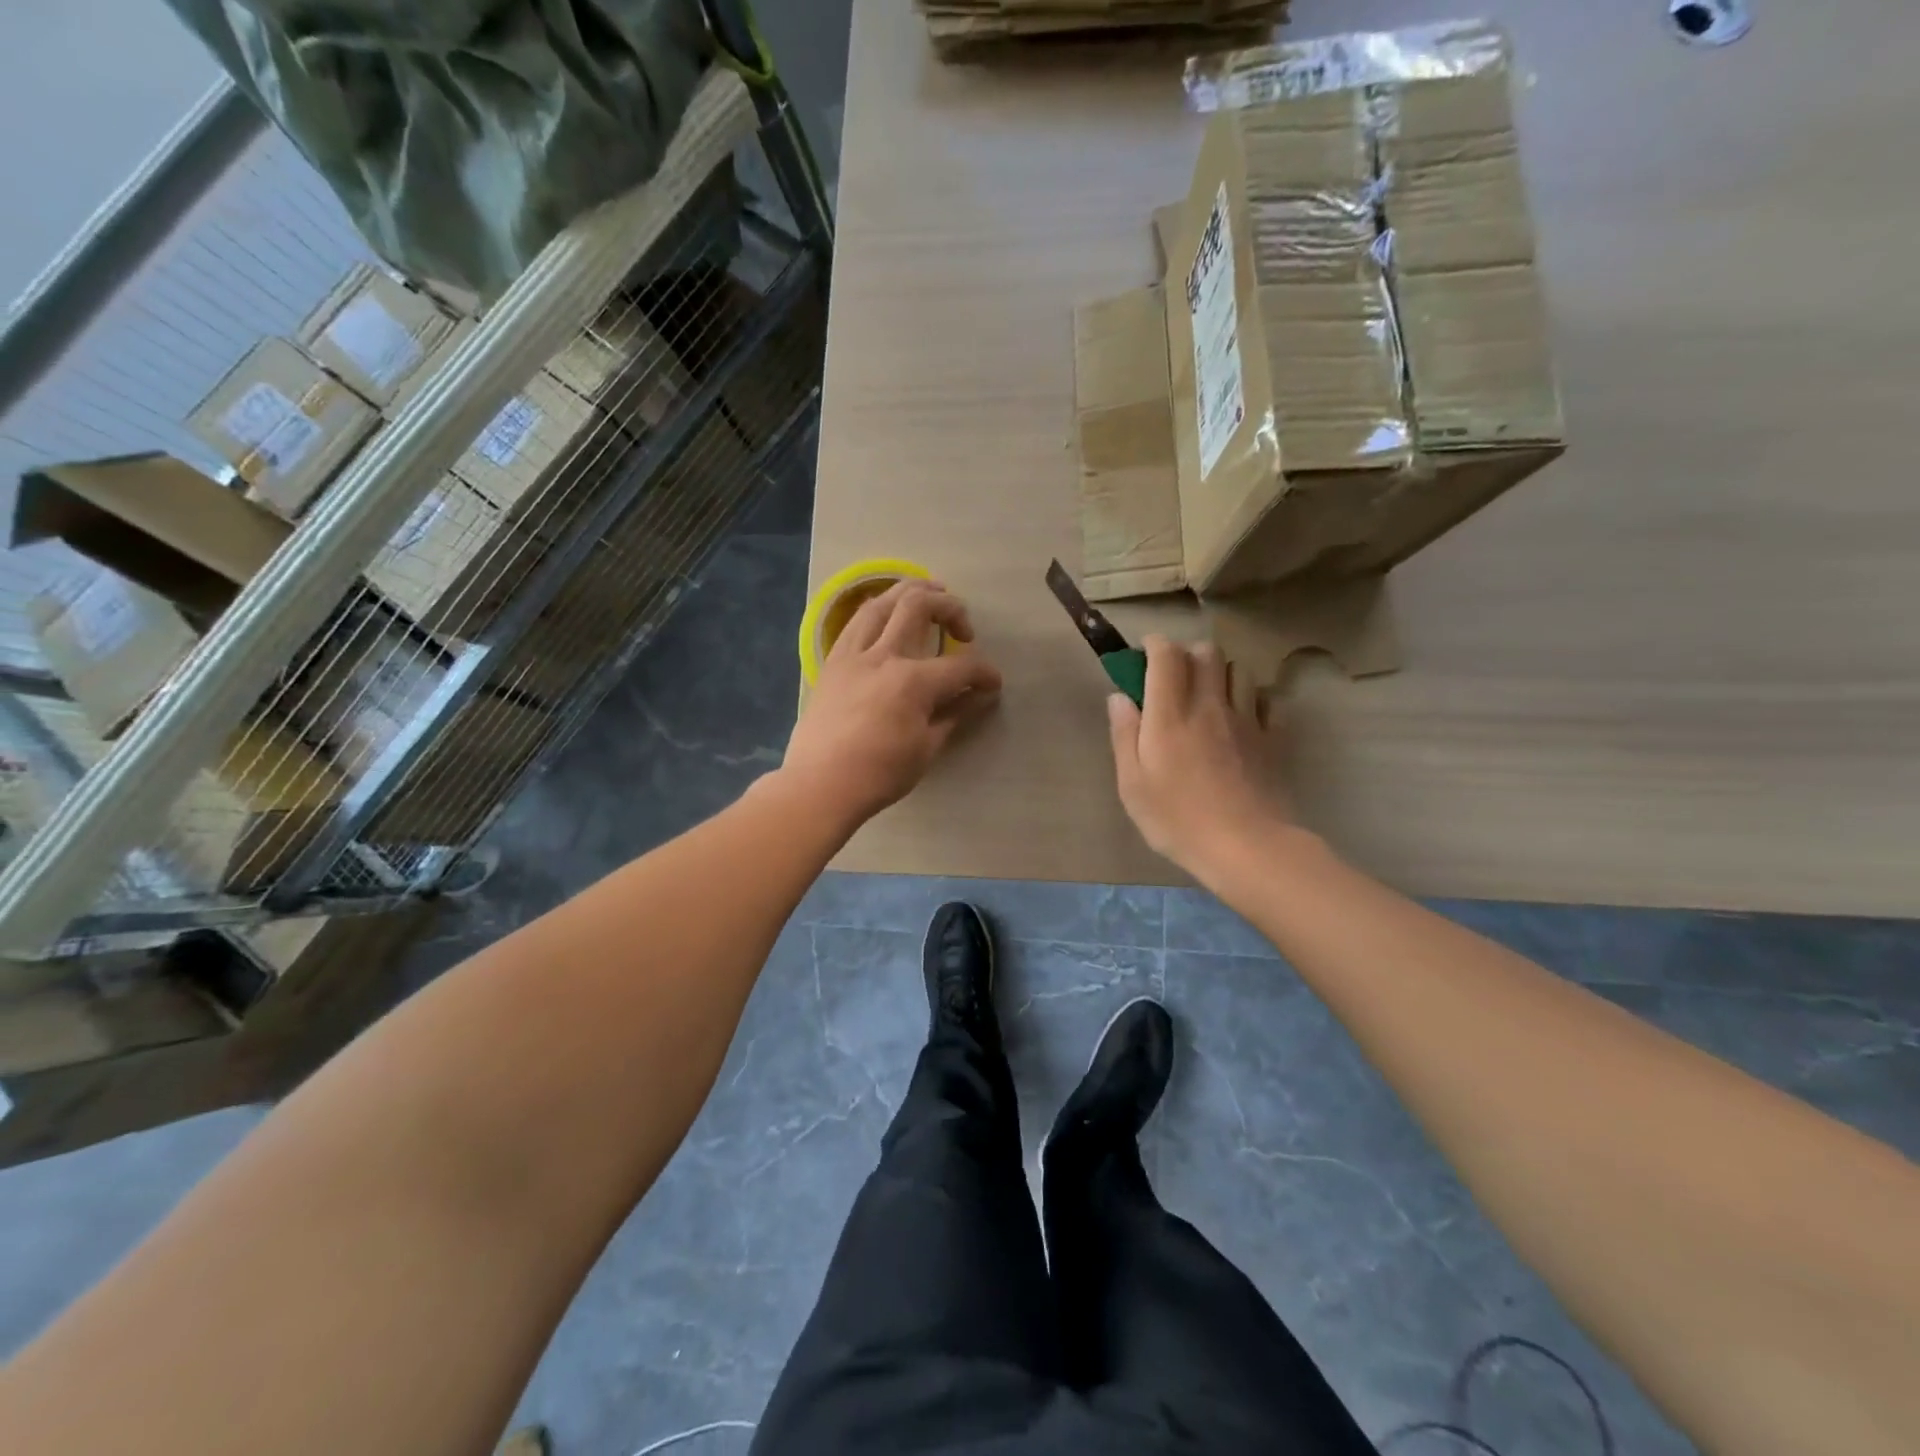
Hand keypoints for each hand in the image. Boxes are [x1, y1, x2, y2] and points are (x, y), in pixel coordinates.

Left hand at [782, 580, 1001, 824]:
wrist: (820, 785)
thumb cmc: (879, 774)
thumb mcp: (926, 749)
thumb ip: (954, 714)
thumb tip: (979, 696)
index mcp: (913, 682)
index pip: (961, 666)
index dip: (984, 672)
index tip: (992, 684)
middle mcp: (884, 656)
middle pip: (919, 606)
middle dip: (950, 607)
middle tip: (962, 627)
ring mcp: (853, 655)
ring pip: (882, 602)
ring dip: (910, 591)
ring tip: (929, 592)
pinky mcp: (833, 662)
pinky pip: (855, 622)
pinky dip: (877, 609)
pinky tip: (887, 614)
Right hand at [1107, 635, 1290, 883]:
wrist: (1246, 846)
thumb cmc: (1178, 819)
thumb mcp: (1133, 785)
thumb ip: (1124, 735)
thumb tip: (1120, 697)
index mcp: (1170, 714)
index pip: (1167, 655)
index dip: (1154, 645)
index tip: (1143, 655)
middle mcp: (1209, 705)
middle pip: (1207, 651)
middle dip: (1188, 654)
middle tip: (1174, 678)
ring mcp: (1245, 719)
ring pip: (1239, 670)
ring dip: (1220, 673)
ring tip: (1208, 696)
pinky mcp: (1271, 738)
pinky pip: (1265, 699)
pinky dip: (1251, 698)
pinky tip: (1240, 718)